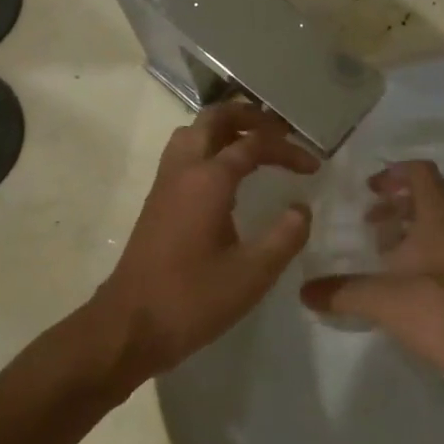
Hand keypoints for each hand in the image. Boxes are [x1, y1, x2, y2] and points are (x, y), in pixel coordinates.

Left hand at [94, 101, 315, 385]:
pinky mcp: (157, 202)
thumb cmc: (192, 299)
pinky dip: (210, 148)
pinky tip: (227, 177)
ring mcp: (165, 184)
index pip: (254, 144)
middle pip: (215, 119)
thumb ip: (285, 236)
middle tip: (281, 132)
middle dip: (251, 117)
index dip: (288, 149)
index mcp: (208, 180)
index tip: (314, 167)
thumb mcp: (253, 273)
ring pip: (193, 133)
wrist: (129, 326)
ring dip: (225, 129)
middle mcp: (183, 170)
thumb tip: (301, 208)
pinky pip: (184, 154)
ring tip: (255, 145)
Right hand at [300, 160, 443, 366]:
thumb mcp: (380, 298)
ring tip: (381, 253)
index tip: (368, 190)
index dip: (393, 173)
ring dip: (409, 231)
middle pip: (428, 199)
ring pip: (437, 227)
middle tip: (369, 222)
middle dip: (396, 205)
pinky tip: (402, 283)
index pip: (420, 172)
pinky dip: (422, 255)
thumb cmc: (436, 308)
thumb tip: (305, 292)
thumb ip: (340, 292)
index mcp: (439, 217)